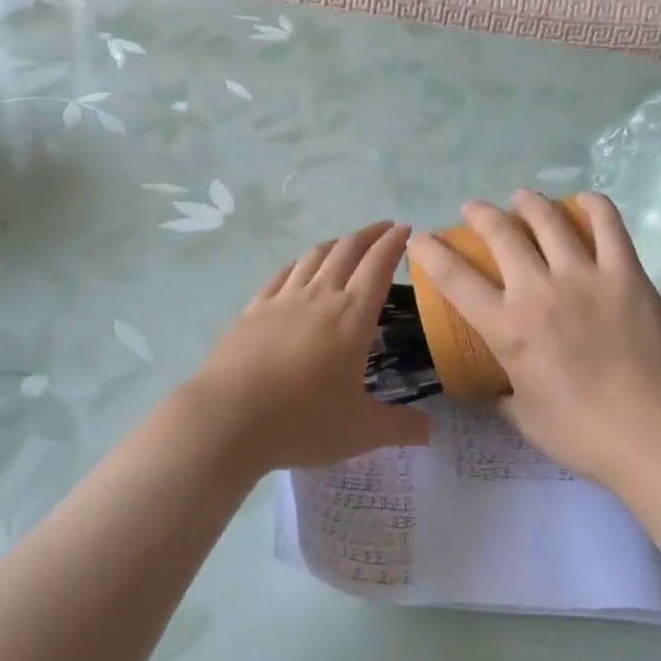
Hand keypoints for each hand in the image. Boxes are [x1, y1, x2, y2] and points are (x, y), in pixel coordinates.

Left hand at [183, 223, 430, 472]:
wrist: (229, 418)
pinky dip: (298, 263)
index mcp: (352, 316)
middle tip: (383, 228)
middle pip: (347, 251)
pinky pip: (281, 275)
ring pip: (314, 256)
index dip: (393, 243)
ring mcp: (283, 299)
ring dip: (335, 243)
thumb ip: (400, 428)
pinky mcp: (253, 309)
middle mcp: (319, 296)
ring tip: (345, 243)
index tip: (405, 229)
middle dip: (369, 234)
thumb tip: (431, 431)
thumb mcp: (360, 432)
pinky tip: (298, 267)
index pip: (378, 266)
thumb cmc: (302, 421)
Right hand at [408, 192, 660, 487]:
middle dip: (480, 214)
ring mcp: (585, 276)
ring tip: (522, 199)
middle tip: (474, 211)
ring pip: (548, 219)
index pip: (453, 277)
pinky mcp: (626, 274)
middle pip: (501, 232)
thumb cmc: (583, 435)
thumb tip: (489, 386)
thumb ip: (501, 394)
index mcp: (507, 327)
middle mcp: (538, 290)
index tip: (420, 239)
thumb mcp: (524, 418)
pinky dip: (592, 205)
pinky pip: (607, 225)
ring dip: (527, 202)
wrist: (656, 437)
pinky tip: (583, 200)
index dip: (429, 251)